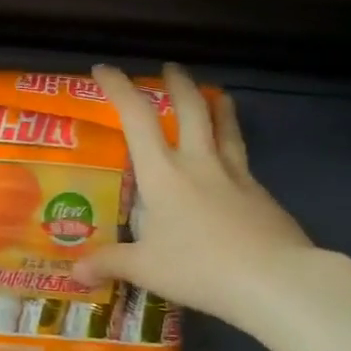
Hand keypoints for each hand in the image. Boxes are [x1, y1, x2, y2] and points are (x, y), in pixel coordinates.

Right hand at [74, 63, 315, 334]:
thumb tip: (74, 271)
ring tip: (215, 93)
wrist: (276, 281)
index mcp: (163, 172)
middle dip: (178, 84)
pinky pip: (243, 159)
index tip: (104, 69)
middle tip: (170, 69)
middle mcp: (199, 163)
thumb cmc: (200, 267)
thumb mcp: (146, 269)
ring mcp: (236, 175)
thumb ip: (109, 263)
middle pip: (191, 108)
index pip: (137, 117)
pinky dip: (234, 146)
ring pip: (225, 126)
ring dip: (217, 104)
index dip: (119, 88)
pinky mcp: (262, 194)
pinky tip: (234, 161)